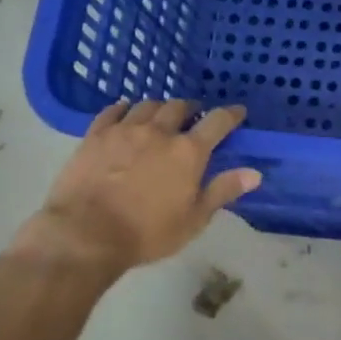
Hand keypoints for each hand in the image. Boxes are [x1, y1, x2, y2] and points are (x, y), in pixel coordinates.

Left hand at [9, 100, 260, 272]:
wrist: (85, 234)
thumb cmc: (147, 232)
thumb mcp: (194, 219)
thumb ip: (223, 191)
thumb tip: (254, 173)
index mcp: (188, 151)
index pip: (217, 122)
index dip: (231, 114)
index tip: (238, 112)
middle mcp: (159, 131)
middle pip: (180, 107)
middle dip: (191, 110)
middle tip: (194, 118)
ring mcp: (125, 130)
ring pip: (148, 105)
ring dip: (160, 108)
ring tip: (161, 116)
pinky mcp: (95, 135)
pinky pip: (113, 111)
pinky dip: (125, 108)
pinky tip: (126, 112)